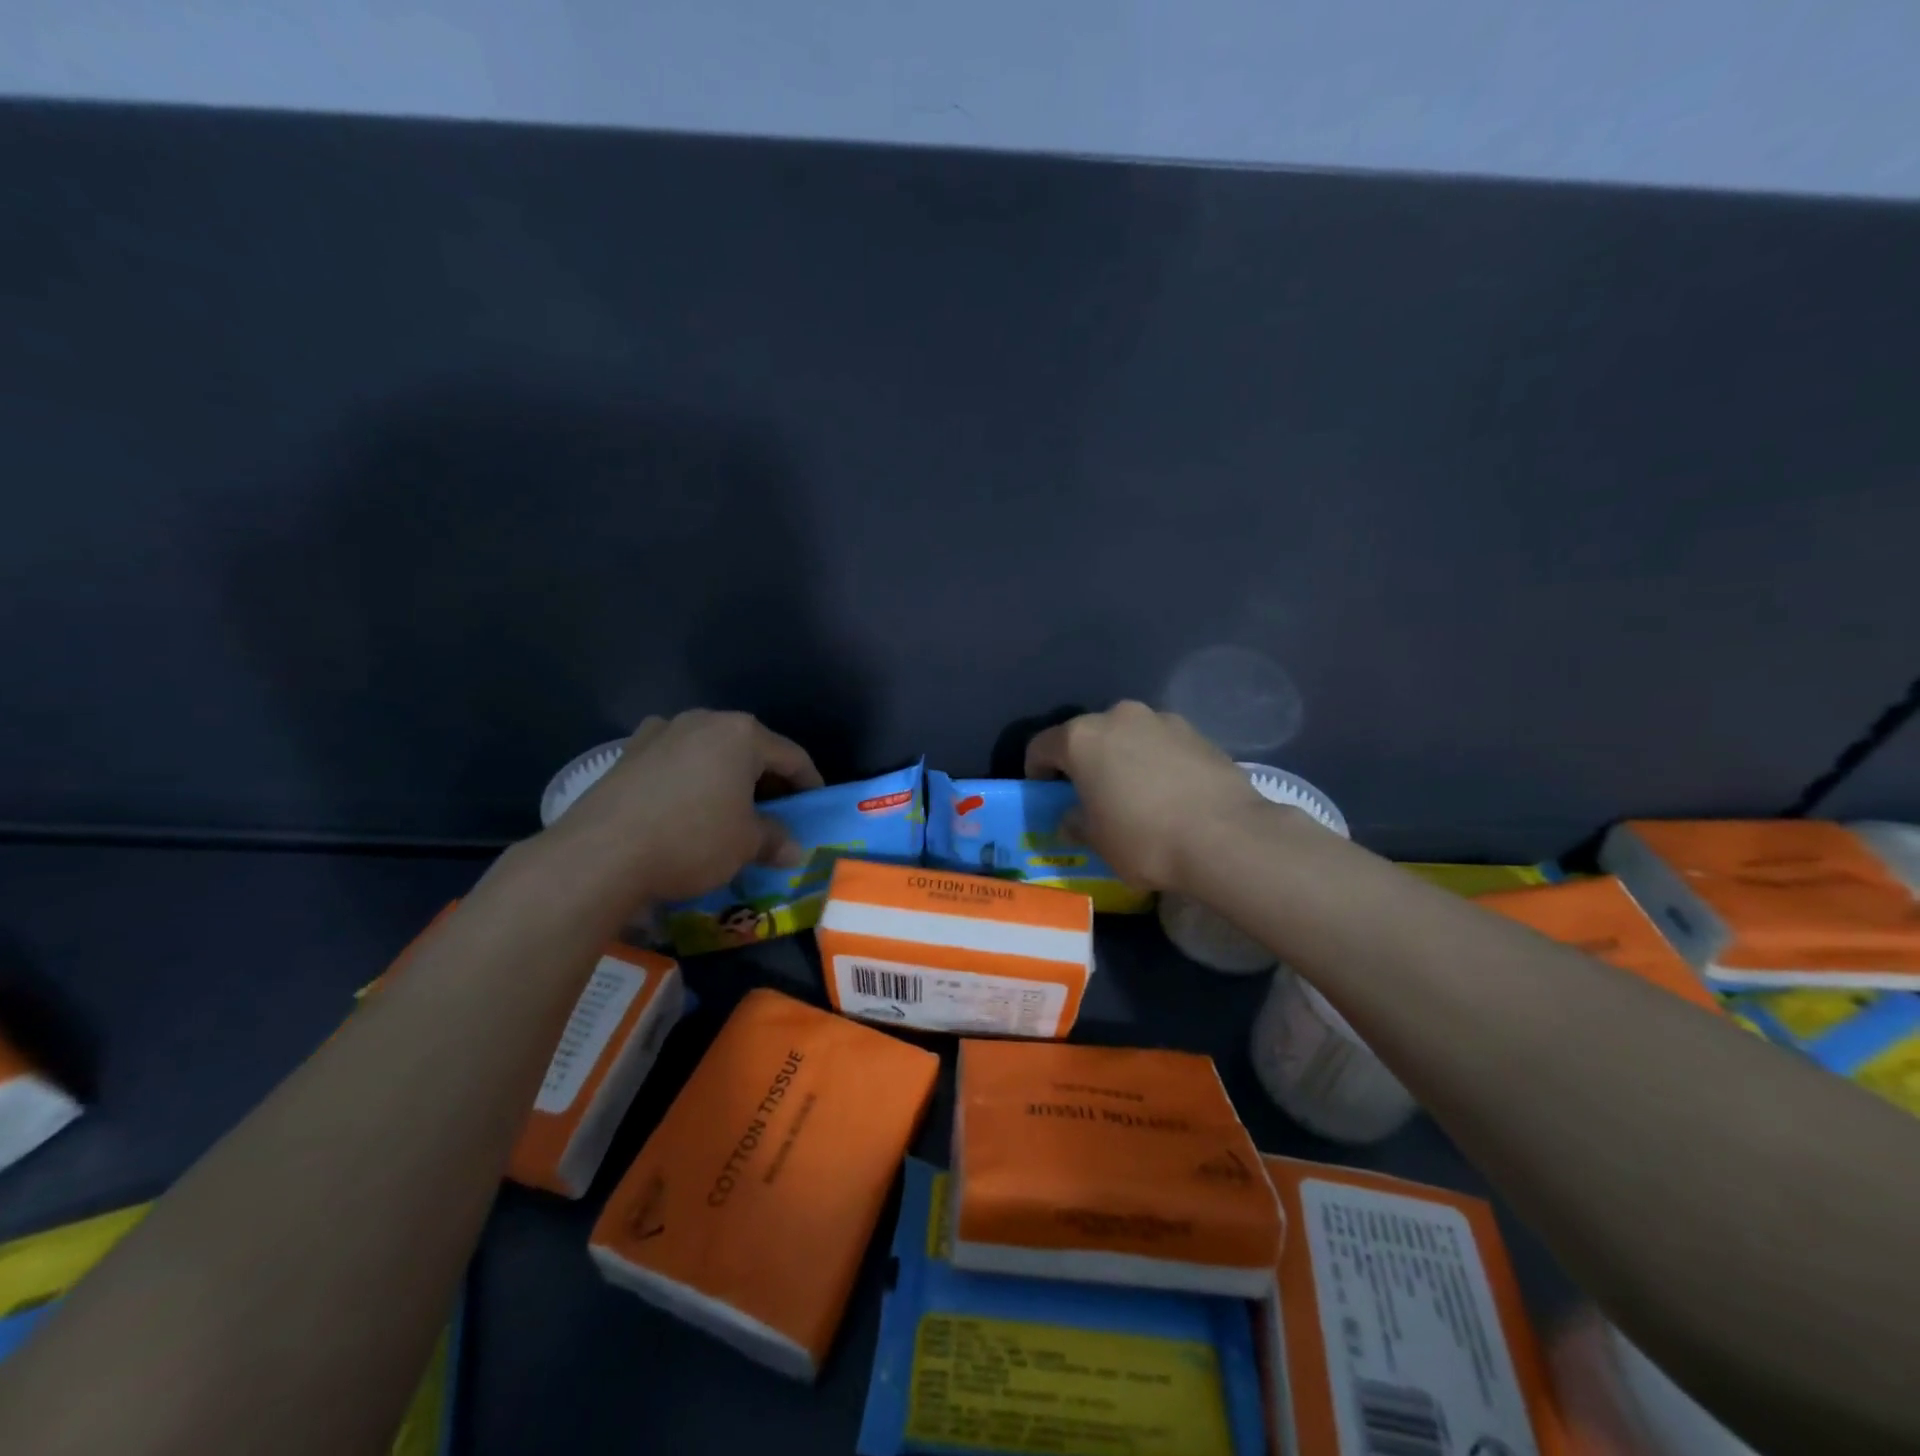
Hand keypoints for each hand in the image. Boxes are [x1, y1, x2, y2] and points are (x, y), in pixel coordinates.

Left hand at [555, 710, 823, 902]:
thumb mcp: (745, 845)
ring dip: (726, 776)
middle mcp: (703, 721)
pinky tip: (685, 806)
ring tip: (729, 807)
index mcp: (742, 734)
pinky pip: (675, 761)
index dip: (809, 782)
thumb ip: (775, 839)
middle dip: (766, 778)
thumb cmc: (692, 840)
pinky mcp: (628, 752)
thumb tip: (793, 849)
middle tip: (776, 810)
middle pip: (749, 747)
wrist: (600, 854)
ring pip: (709, 751)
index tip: (815, 804)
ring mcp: (661, 732)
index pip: (791, 756)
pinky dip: (690, 779)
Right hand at [1025, 701, 1269, 893]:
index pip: (1041, 746)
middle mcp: (1118, 716)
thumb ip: (1076, 823)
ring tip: (1134, 795)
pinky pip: (1161, 745)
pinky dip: (1155, 762)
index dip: (1036, 771)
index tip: (1044, 795)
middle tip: (1090, 795)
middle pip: (1087, 736)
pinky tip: (1168, 794)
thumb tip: (1072, 819)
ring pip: (1127, 737)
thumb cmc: (1144, 838)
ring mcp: (1161, 720)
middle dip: (1083, 762)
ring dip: (1121, 758)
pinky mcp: (1197, 732)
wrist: (1226, 836)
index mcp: (1082, 738)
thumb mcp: (1098, 841)